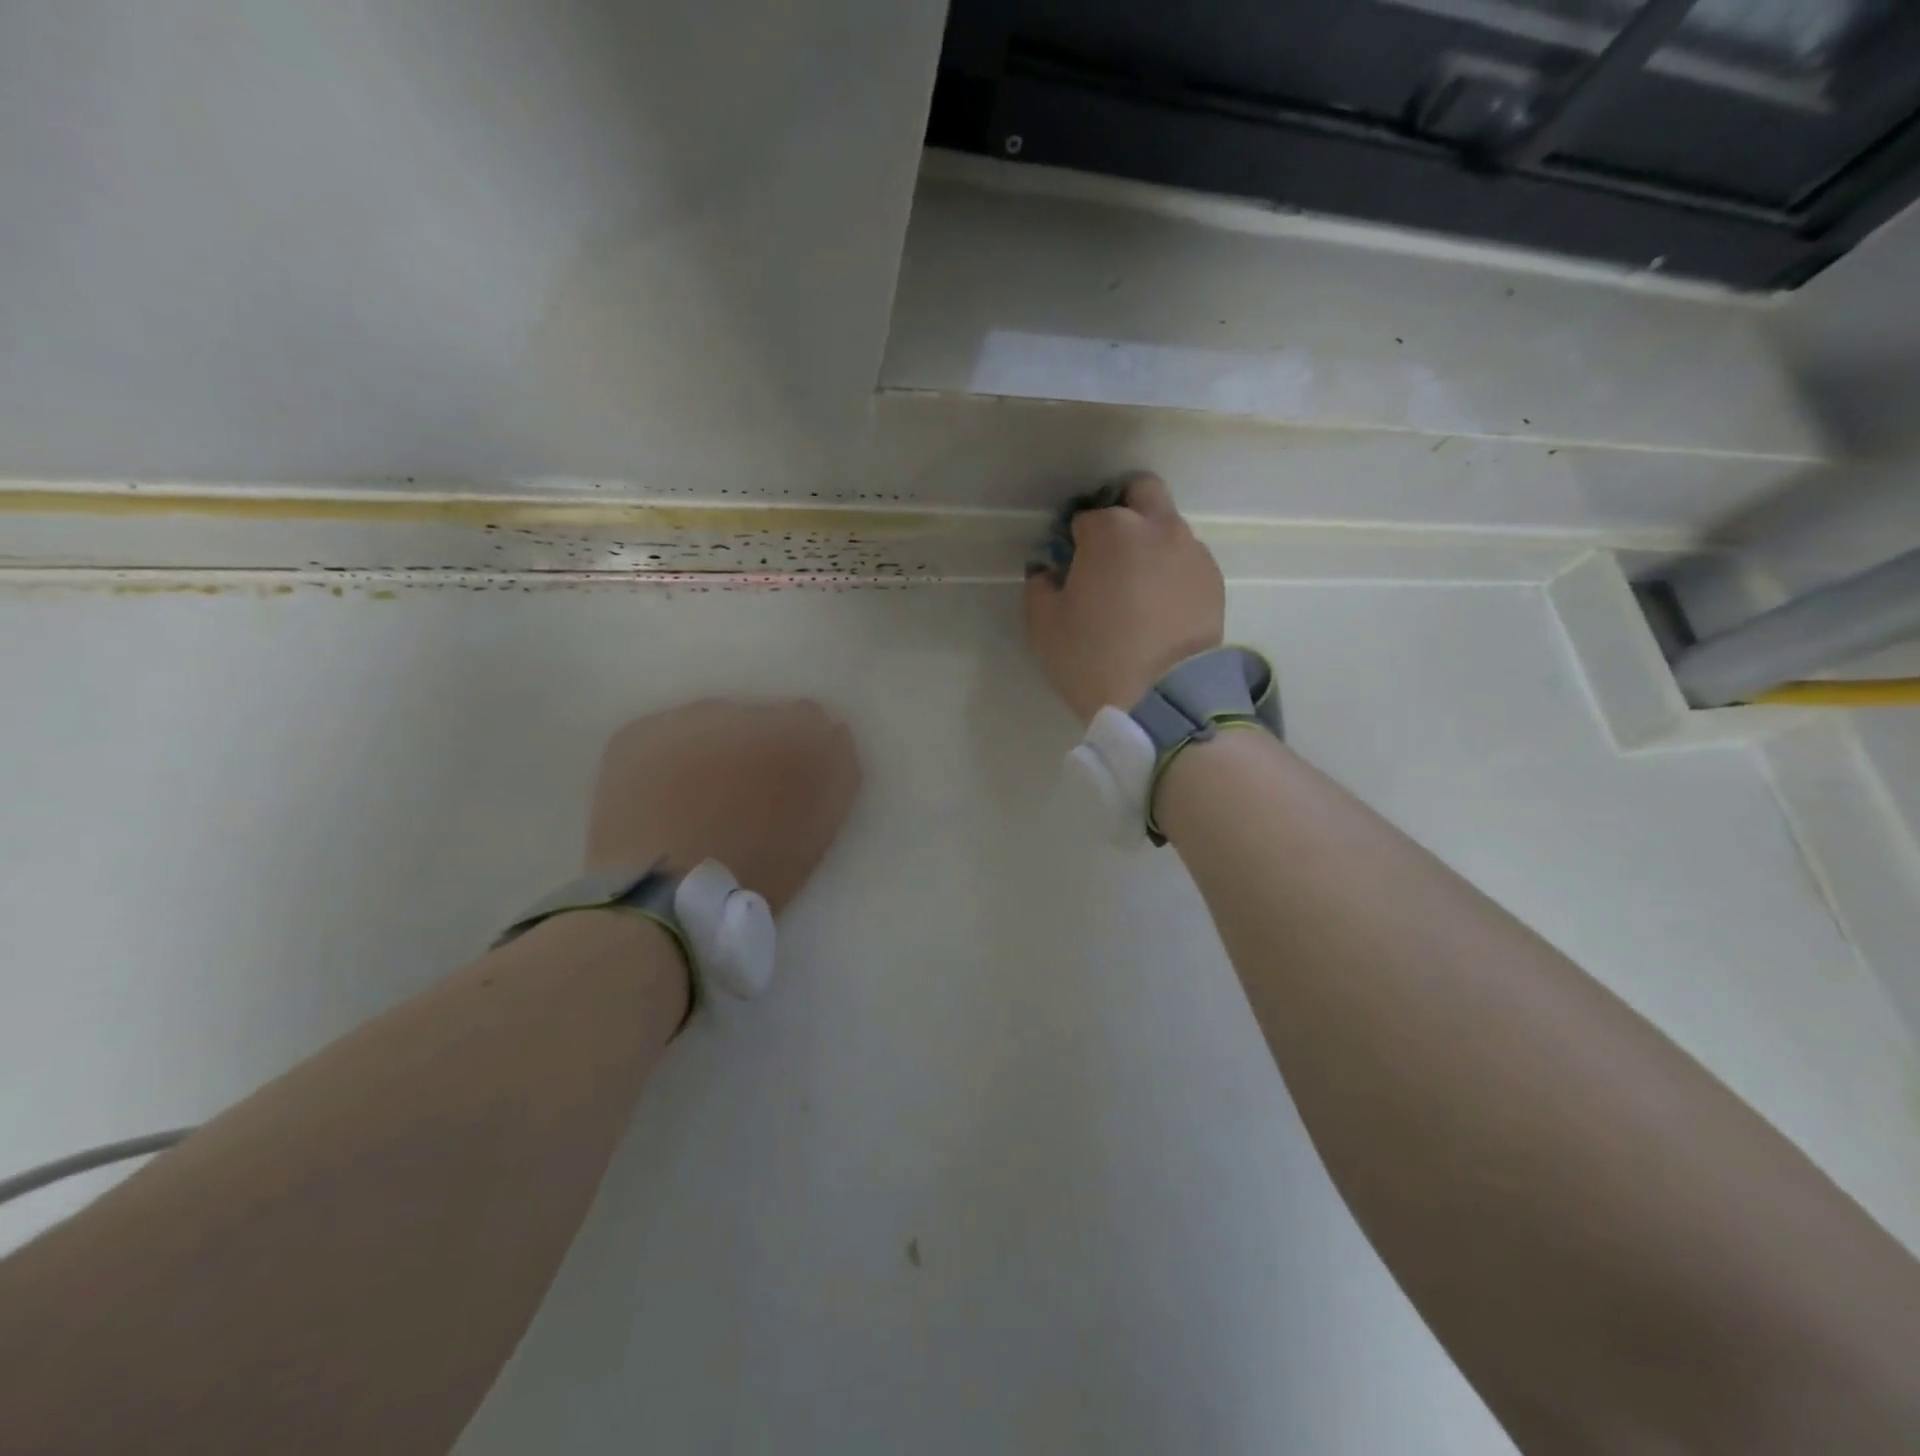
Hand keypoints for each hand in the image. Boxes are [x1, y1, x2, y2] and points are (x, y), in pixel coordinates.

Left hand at [586, 700, 860, 912]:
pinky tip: (661, 796)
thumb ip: (831, 775)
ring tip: (696, 796)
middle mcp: (746, 713)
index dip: (801, 748)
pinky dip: (666, 759)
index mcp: (799, 738)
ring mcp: (689, 718)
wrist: (671, 898)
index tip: (788, 779)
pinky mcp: (642, 732)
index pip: (812, 718)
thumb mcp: (817, 827)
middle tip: (741, 793)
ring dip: (711, 748)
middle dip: (754, 745)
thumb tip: (829, 738)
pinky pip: (665, 735)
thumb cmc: (758, 872)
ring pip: (711, 723)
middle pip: (760, 717)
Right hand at [1023, 474, 1224, 723]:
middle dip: (1122, 511)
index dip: (1072, 541)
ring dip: (1149, 544)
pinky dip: (1171, 572)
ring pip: (1168, 528)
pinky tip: (1160, 609)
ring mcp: (1192, 552)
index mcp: (1111, 529)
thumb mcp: (1044, 625)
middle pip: (1140, 493)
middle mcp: (1158, 527)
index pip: (1084, 517)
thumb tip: (1049, 571)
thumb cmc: (1092, 657)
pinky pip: (1186, 562)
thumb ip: (1039, 586)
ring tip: (1137, 591)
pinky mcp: (1214, 581)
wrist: (1162, 699)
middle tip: (1107, 555)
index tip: (1069, 568)